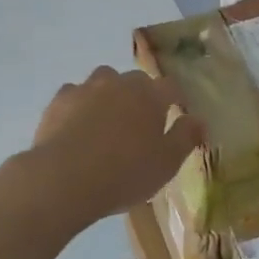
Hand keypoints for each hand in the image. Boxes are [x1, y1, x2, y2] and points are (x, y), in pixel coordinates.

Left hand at [27, 66, 203, 223]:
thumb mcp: (166, 163)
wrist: (64, 177)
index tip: (178, 112)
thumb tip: (199, 119)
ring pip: (103, 82)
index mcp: (149, 96)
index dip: (176, 98)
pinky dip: (80, 105)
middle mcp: (119, 83)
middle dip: (141, 96)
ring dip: (109, 95)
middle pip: (135, 81)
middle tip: (140, 123)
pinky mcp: (59, 100)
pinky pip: (75, 95)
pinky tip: (77, 126)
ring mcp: (86, 88)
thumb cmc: (124, 173)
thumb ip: (185, 137)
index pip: (170, 87)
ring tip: (107, 121)